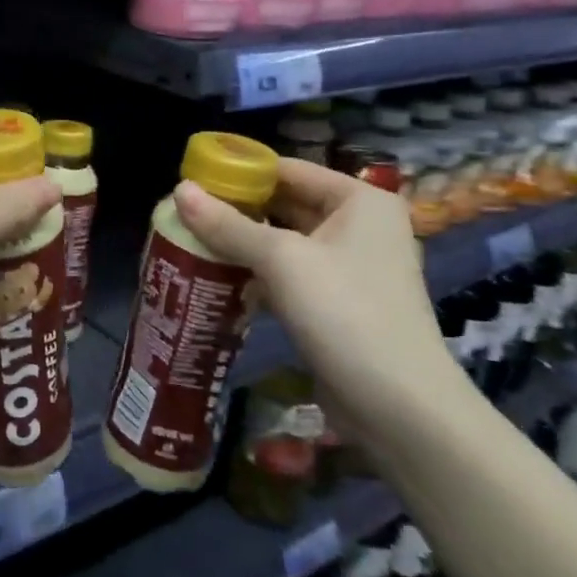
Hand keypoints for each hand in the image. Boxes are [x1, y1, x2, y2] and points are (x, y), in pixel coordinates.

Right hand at [172, 158, 466, 440]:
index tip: (192, 181)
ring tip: (189, 240)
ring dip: (240, 243)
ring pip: (283, 242)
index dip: (240, 172)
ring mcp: (349, 267)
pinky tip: (216, 276)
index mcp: (359, 201)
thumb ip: (227, 224)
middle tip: (183, 213)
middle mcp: (359, 226)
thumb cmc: (344, 312)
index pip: (288, 169)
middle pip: (284, 204)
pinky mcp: (336, 303)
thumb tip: (179, 189)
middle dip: (236, 209)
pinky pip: (287, 274)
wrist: (398, 406)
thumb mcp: (281, 260)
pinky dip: (255, 272)